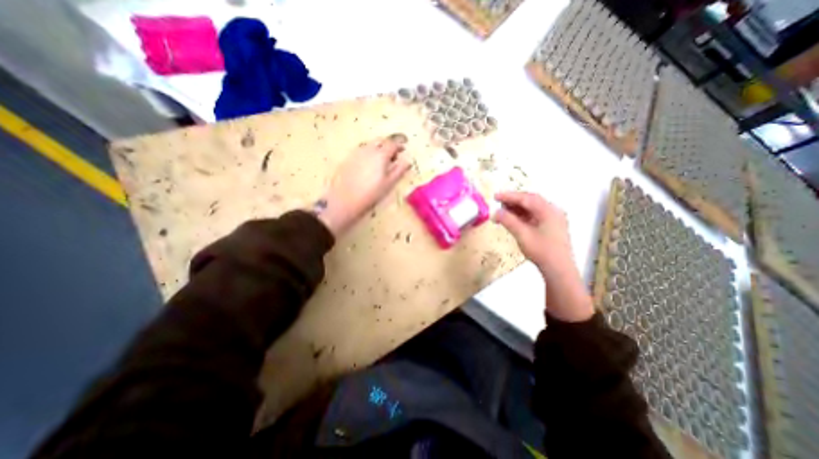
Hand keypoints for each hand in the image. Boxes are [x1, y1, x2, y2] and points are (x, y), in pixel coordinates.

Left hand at [318, 134, 412, 235]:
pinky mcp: (348, 158)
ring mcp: (356, 153)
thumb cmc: (371, 193)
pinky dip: (370, 152)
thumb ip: (399, 170)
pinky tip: (370, 164)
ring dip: (379, 147)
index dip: (400, 143)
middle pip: (380, 140)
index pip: (392, 143)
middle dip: (389, 143)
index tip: (405, 146)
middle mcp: (368, 149)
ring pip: (370, 144)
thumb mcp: (389, 183)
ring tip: (383, 160)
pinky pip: (362, 150)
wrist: (345, 199)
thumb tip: (408, 160)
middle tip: (394, 153)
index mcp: (380, 154)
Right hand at [492, 192, 573, 277]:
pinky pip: (535, 216)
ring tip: (503, 212)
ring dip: (517, 209)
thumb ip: (508, 221)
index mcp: (548, 210)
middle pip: (530, 201)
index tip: (495, 197)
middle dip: (513, 201)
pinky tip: (513, 220)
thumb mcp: (522, 235)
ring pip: (532, 208)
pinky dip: (522, 216)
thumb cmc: (541, 251)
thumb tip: (495, 212)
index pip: (526, 198)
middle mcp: (553, 211)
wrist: (559, 270)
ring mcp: (553, 219)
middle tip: (498, 204)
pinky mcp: (551, 227)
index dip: (509, 196)